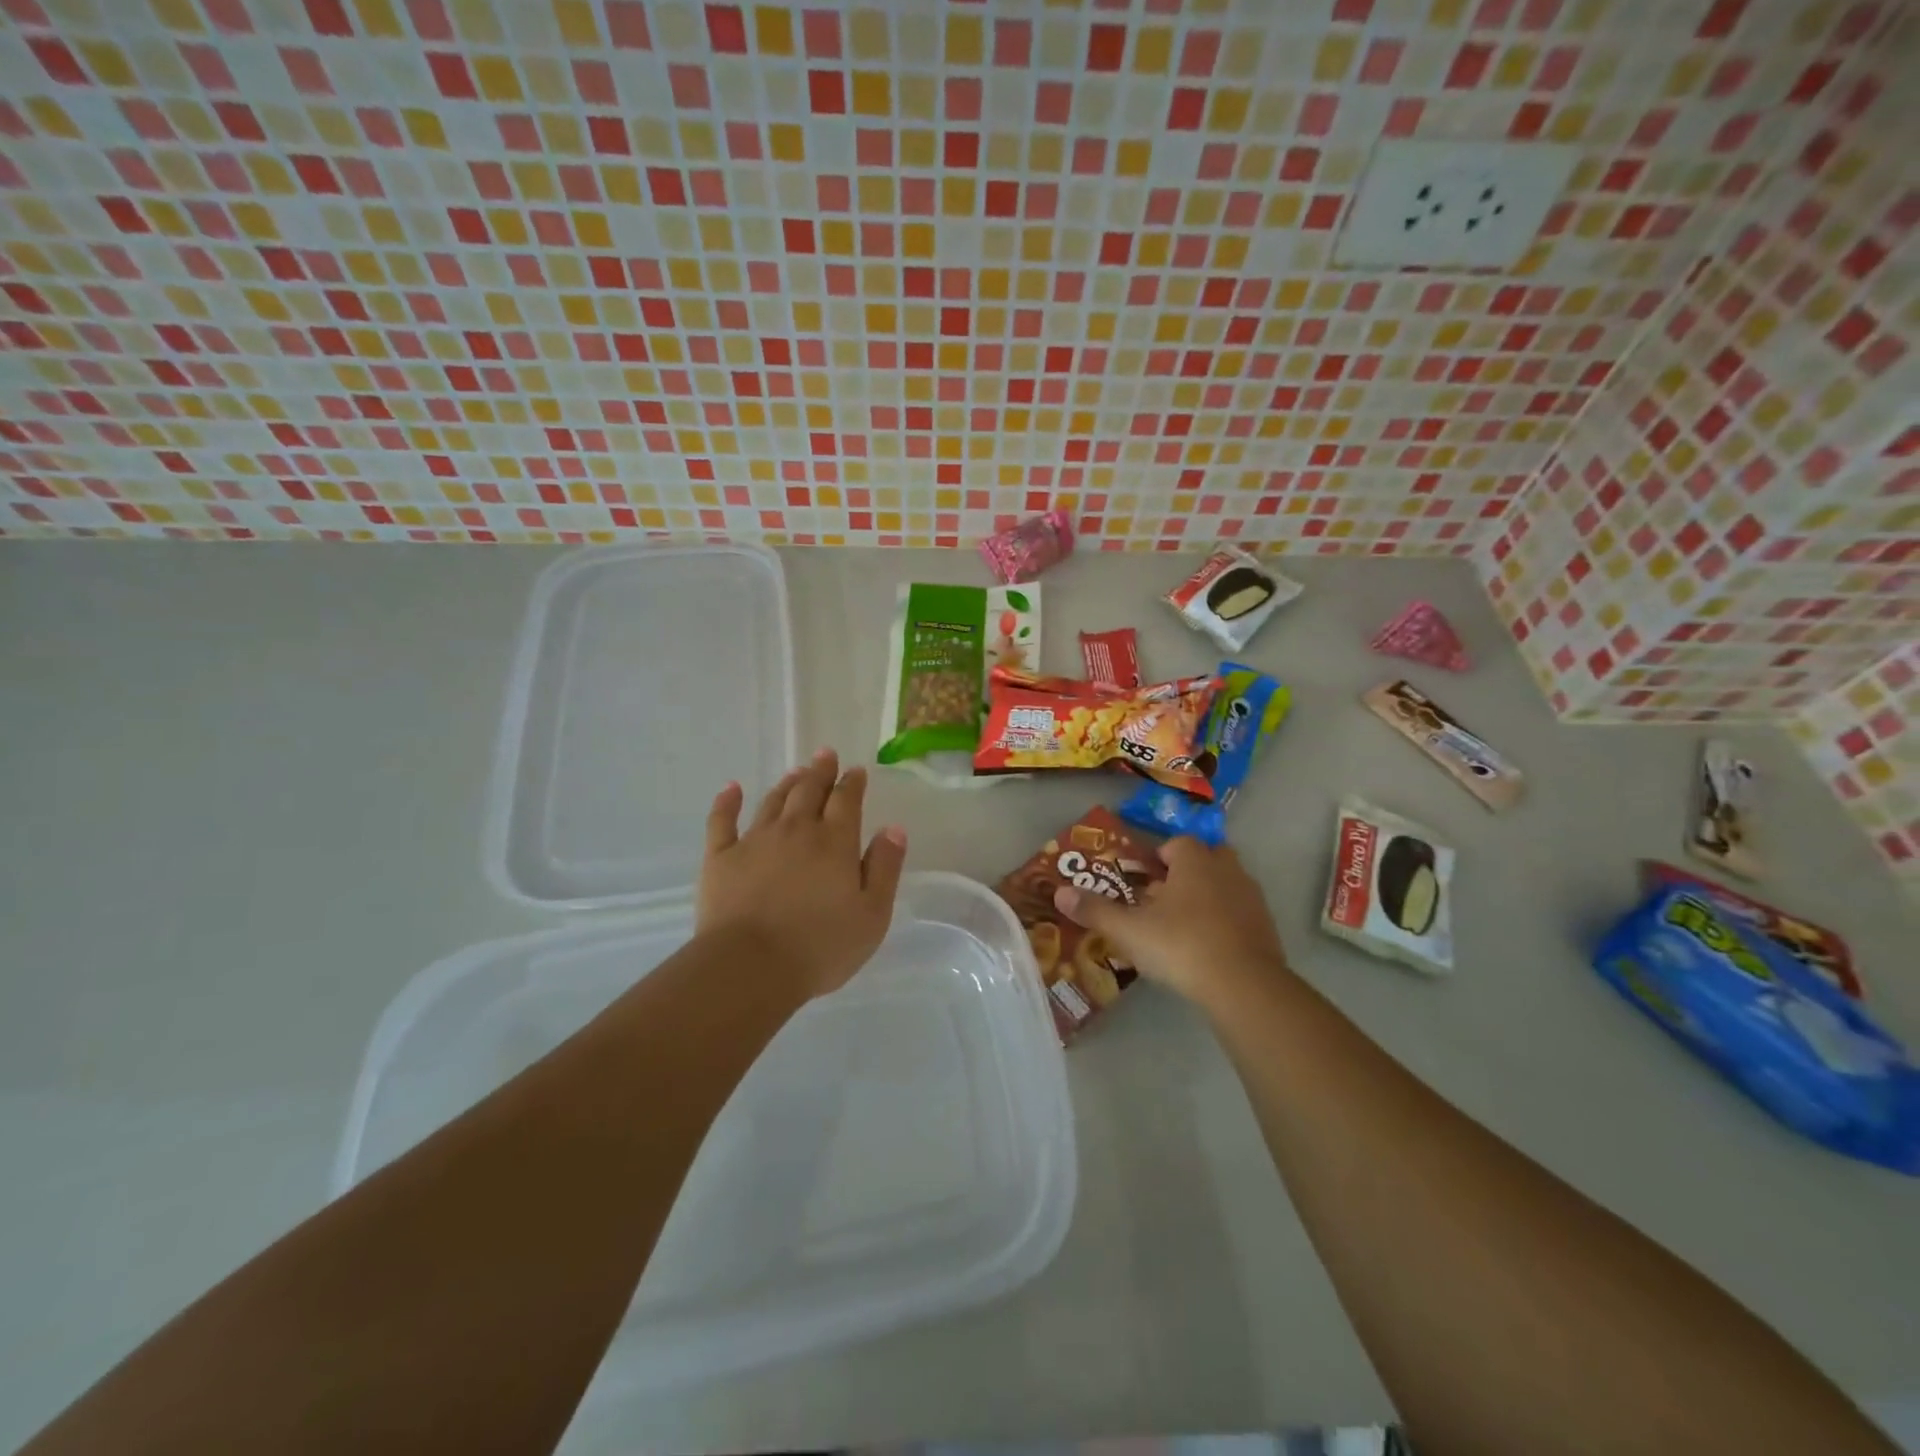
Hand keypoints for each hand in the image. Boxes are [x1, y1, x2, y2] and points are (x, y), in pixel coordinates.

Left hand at [699, 748, 907, 1001]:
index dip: (852, 783)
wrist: (750, 967)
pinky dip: (727, 802)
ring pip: (773, 801)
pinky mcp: (720, 858)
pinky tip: (731, 788)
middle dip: (820, 771)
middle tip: (825, 754)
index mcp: (835, 842)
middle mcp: (796, 830)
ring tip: (796, 771)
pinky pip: (722, 820)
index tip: (856, 771)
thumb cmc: (821, 946)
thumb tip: (893, 828)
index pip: (846, 800)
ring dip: (787, 783)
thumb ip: (884, 868)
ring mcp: (755, 841)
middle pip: (809, 791)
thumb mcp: (872, 914)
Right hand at [1053, 837, 1288, 1009]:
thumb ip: (1095, 910)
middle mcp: (1227, 869)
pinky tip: (1208, 948)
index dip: (1159, 859)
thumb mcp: (1129, 930)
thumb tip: (1058, 892)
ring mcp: (1252, 898)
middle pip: (1207, 858)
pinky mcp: (1266, 928)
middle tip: (1164, 900)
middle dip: (1187, 873)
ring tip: (1182, 926)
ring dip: (1207, 897)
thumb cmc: (1181, 945)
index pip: (1177, 843)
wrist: (1244, 985)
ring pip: (1226, 885)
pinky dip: (1226, 923)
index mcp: (1195, 860)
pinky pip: (1241, 914)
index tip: (1144, 883)